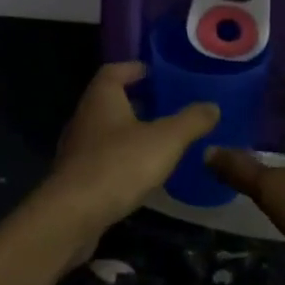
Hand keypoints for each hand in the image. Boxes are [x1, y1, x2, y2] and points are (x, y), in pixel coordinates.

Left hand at [36, 62, 219, 257]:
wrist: (73, 215)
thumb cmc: (119, 164)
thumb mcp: (165, 140)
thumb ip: (191, 121)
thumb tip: (212, 106)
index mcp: (102, 97)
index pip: (115, 71)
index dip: (136, 69)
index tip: (158, 75)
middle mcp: (85, 117)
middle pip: (111, 101)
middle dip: (138, 102)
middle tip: (167, 108)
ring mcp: (77, 149)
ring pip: (106, 131)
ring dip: (130, 133)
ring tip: (160, 141)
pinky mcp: (76, 178)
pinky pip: (102, 159)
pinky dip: (122, 160)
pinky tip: (141, 174)